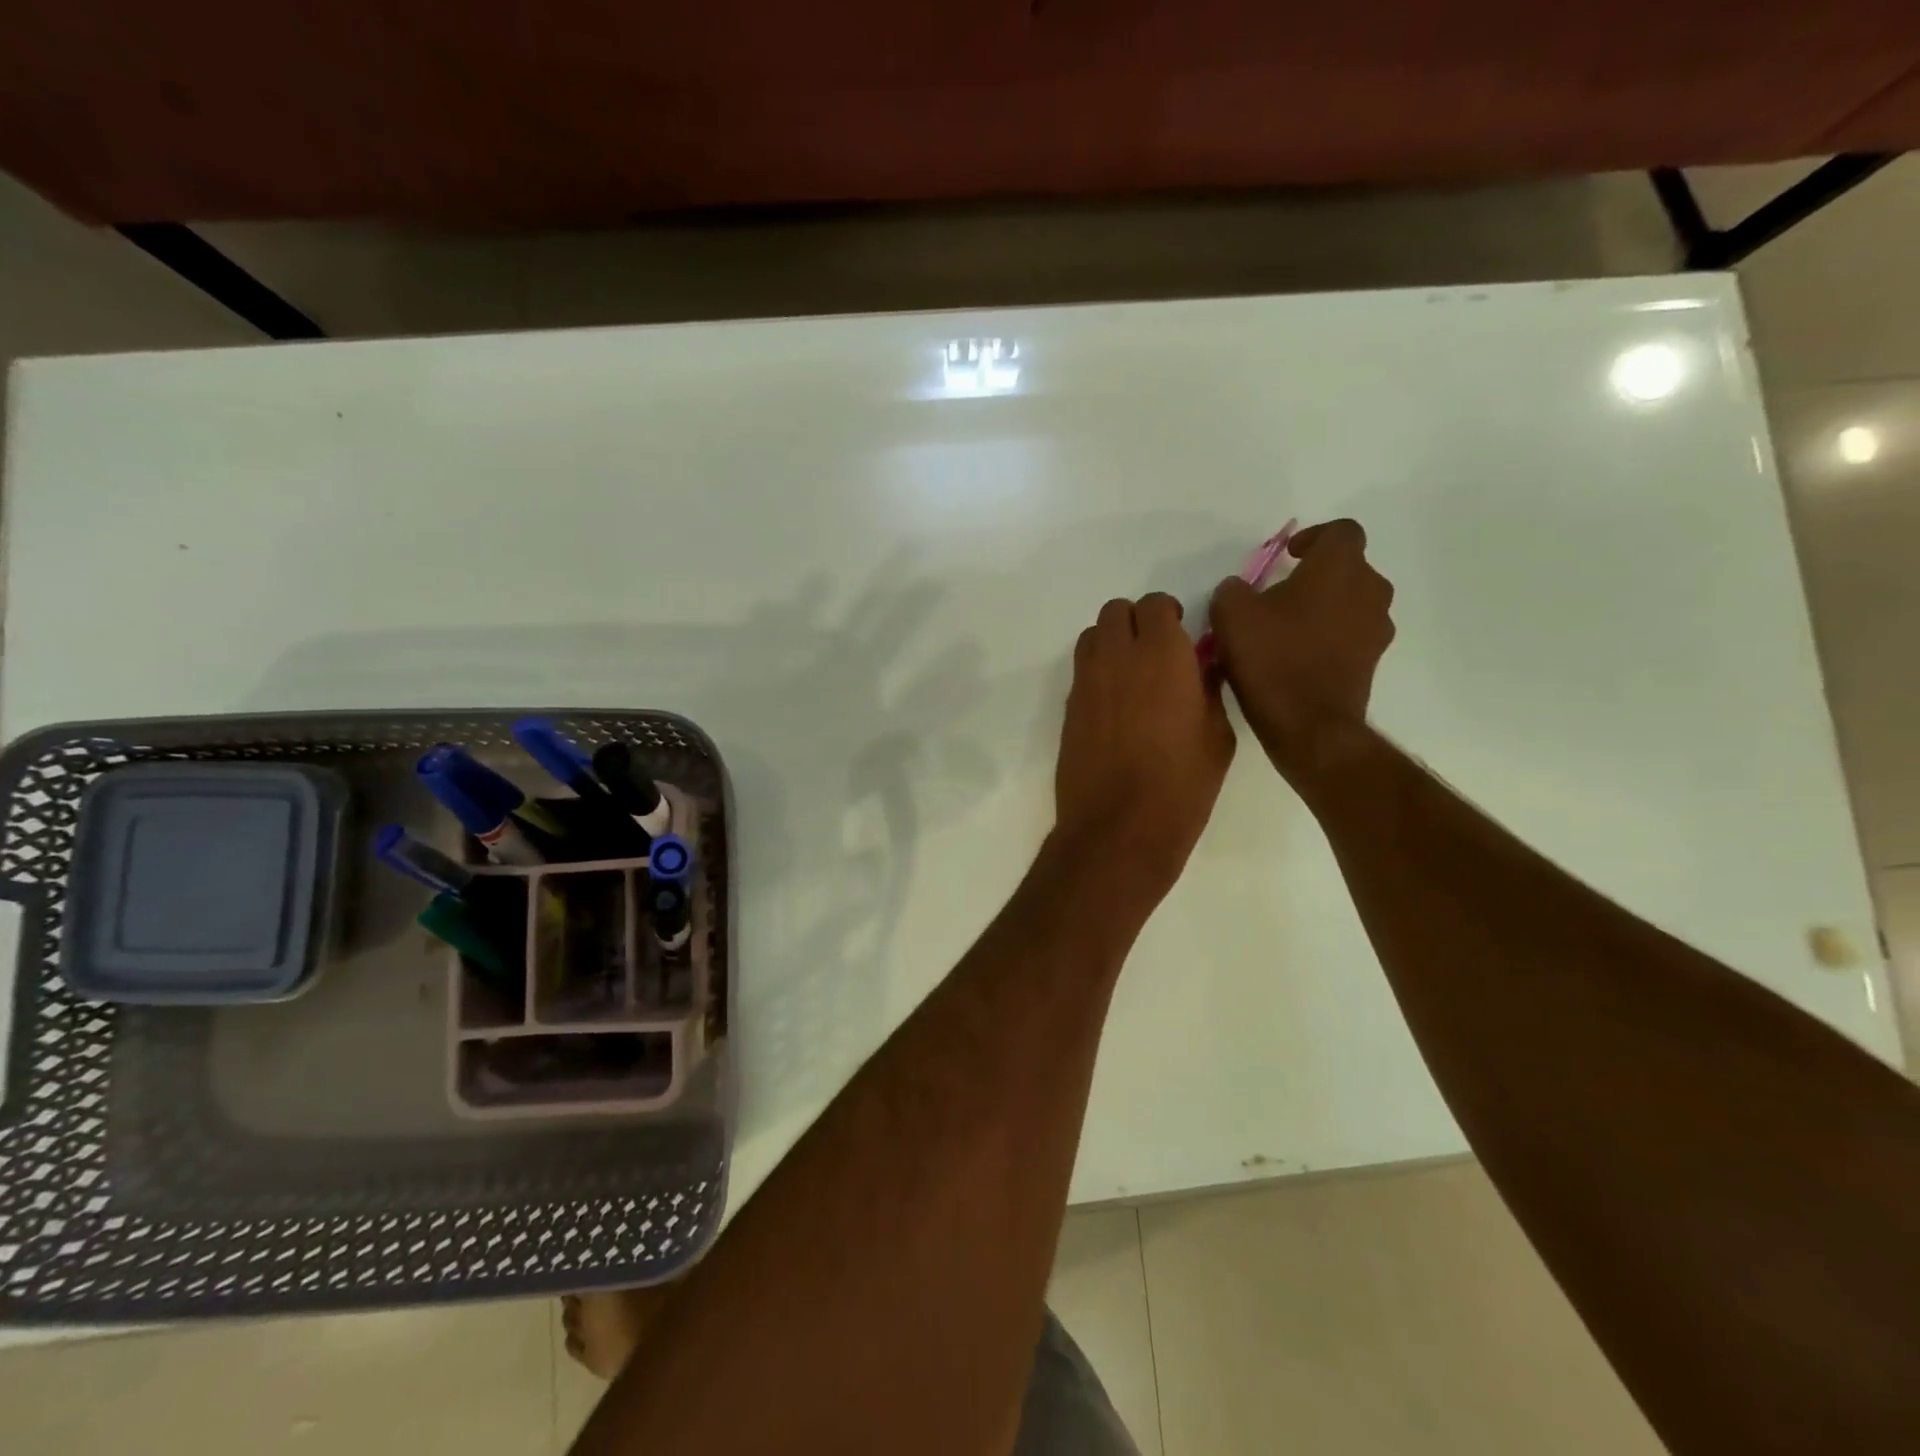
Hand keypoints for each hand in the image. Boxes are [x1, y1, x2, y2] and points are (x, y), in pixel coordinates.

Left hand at [1056, 593, 1234, 894]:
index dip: (1168, 615)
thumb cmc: (1181, 784)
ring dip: (1112, 642)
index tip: (1181, 637)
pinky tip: (1115, 705)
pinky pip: (1081, 670)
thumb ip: (1209, 688)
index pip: (1155, 604)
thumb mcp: (1217, 735)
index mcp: (1161, 653)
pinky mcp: (1068, 707)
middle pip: (1116, 611)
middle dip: (1136, 622)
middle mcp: (1116, 656)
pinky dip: (1097, 672)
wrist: (1118, 826)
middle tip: (1156, 653)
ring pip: (1092, 636)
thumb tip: (1202, 666)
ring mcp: (1086, 681)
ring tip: (1132, 675)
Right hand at [1209, 519, 1395, 782]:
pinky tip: (1296, 656)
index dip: (1314, 537)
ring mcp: (1376, 629)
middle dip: (1317, 575)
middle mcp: (1369, 590)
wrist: (1309, 725)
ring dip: (1324, 607)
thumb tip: (1240, 589)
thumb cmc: (1272, 658)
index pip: (1341, 531)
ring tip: (1286, 628)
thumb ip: (1233, 590)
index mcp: (1340, 568)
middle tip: (1280, 593)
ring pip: (1351, 602)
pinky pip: (1350, 635)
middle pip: (1349, 568)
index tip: (1287, 556)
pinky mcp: (1372, 661)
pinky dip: (1328, 637)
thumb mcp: (1231, 615)